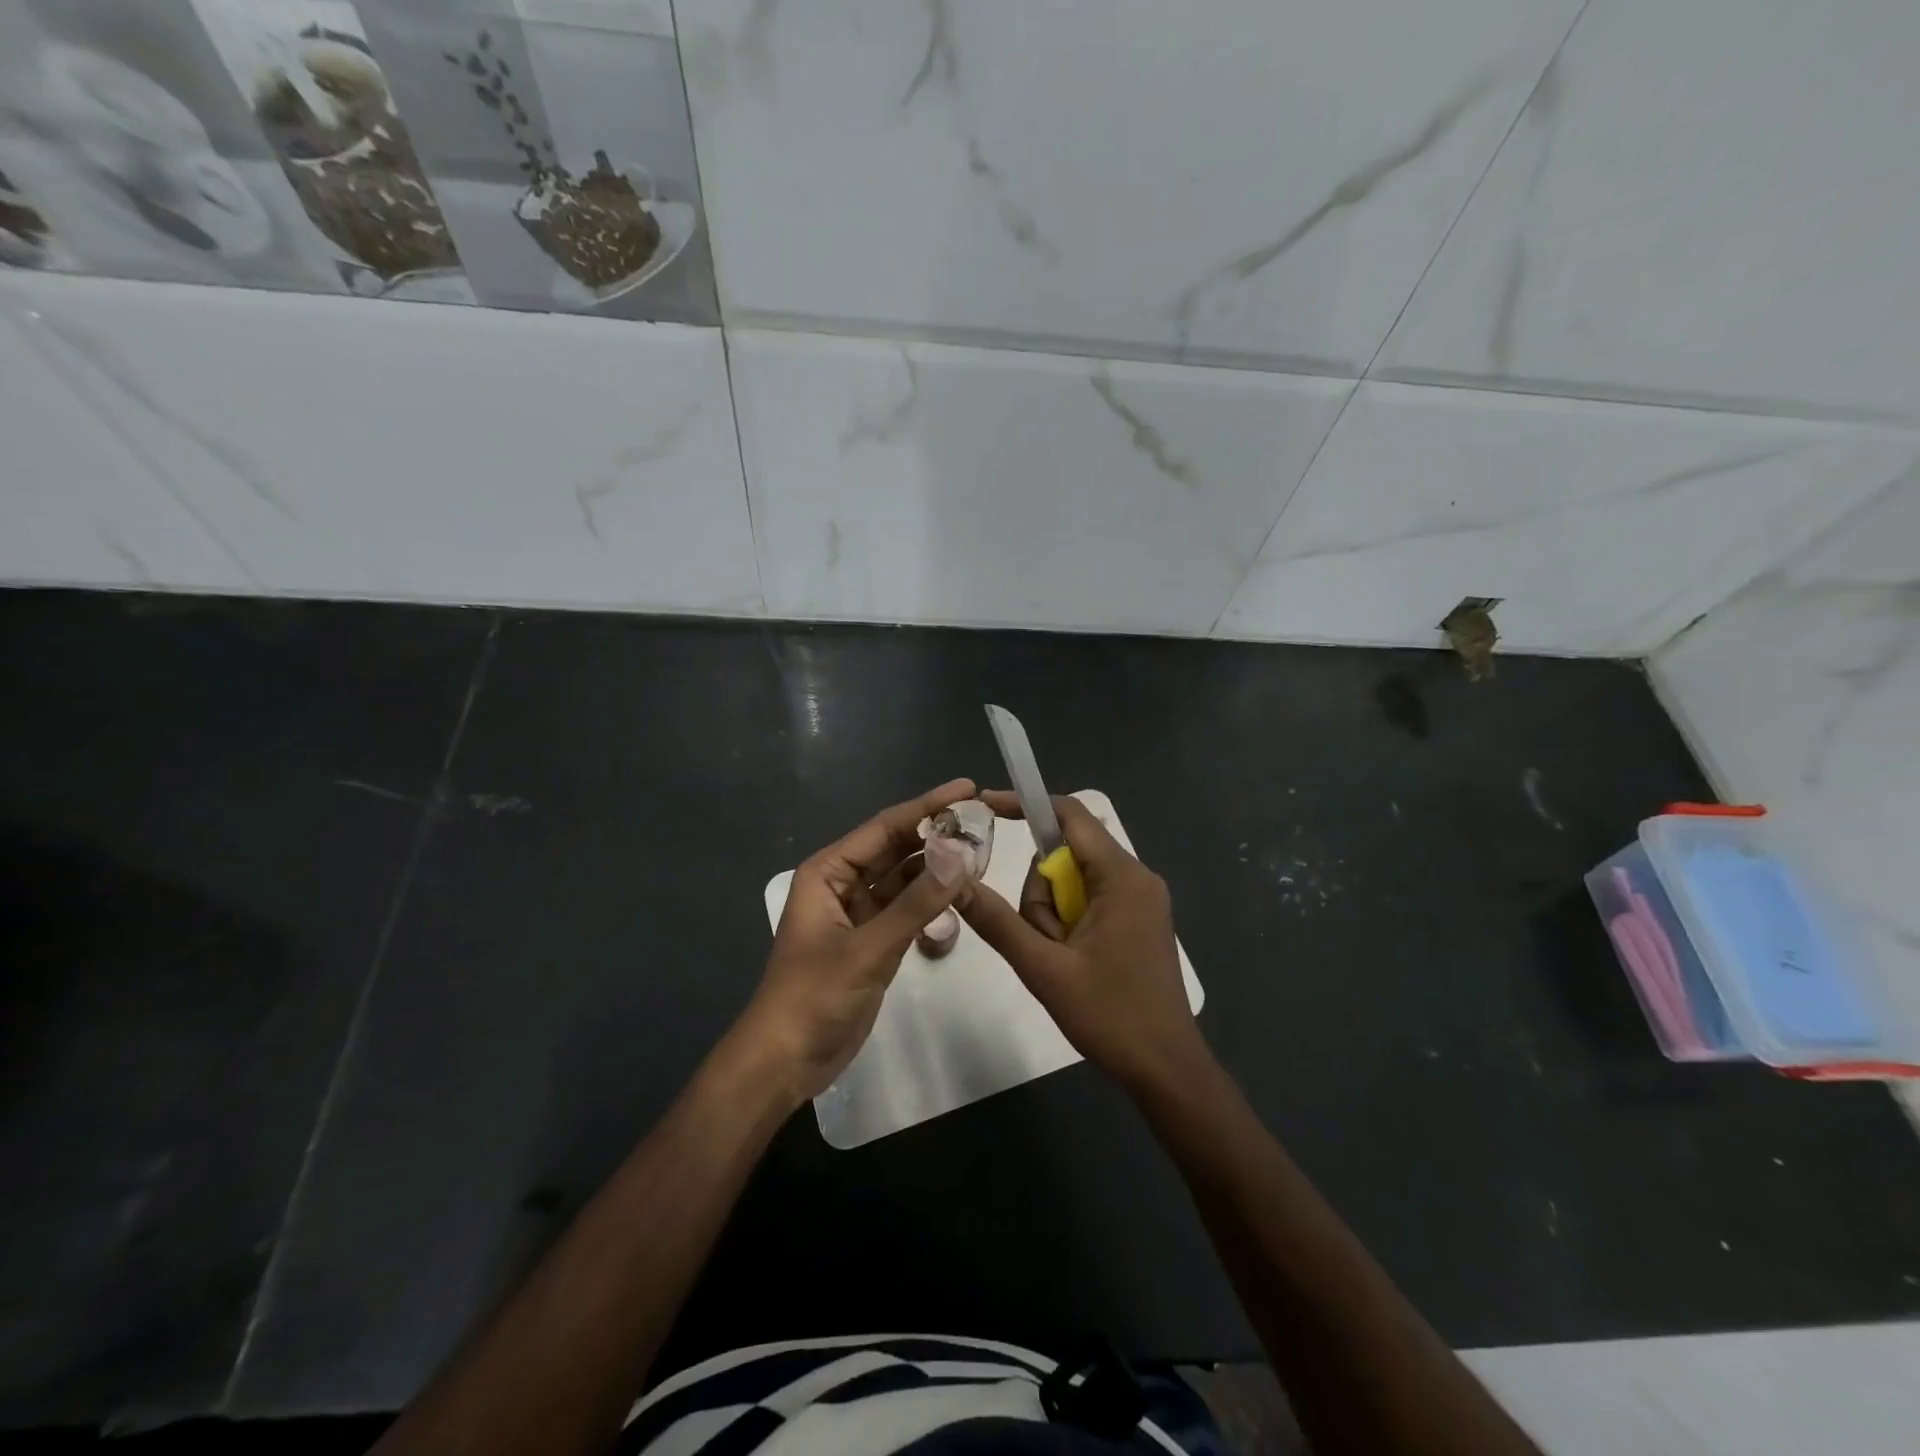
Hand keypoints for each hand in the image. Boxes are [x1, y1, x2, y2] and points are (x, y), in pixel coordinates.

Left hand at [740, 779, 981, 1103]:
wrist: (787, 1060)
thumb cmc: (814, 996)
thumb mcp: (868, 948)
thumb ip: (916, 903)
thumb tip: (961, 855)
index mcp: (829, 871)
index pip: (885, 828)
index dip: (928, 806)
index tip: (968, 788)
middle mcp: (843, 883)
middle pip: (896, 847)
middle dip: (936, 833)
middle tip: (983, 819)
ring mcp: (859, 913)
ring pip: (904, 877)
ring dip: (937, 865)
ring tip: (981, 850)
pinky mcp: (873, 940)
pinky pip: (907, 907)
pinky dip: (931, 898)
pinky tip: (961, 889)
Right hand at [959, 791, 1207, 1093]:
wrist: (1167, 1070)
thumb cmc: (1111, 1016)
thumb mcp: (1044, 968)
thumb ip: (998, 921)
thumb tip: (955, 881)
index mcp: (1121, 876)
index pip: (1069, 815)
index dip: (1025, 805)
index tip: (983, 806)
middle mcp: (1137, 877)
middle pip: (1068, 854)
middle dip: (1041, 893)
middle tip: (1044, 942)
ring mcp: (1141, 899)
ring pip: (1075, 881)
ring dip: (1053, 914)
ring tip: (1062, 961)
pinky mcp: (1139, 920)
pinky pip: (1091, 899)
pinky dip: (1069, 921)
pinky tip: (1073, 961)